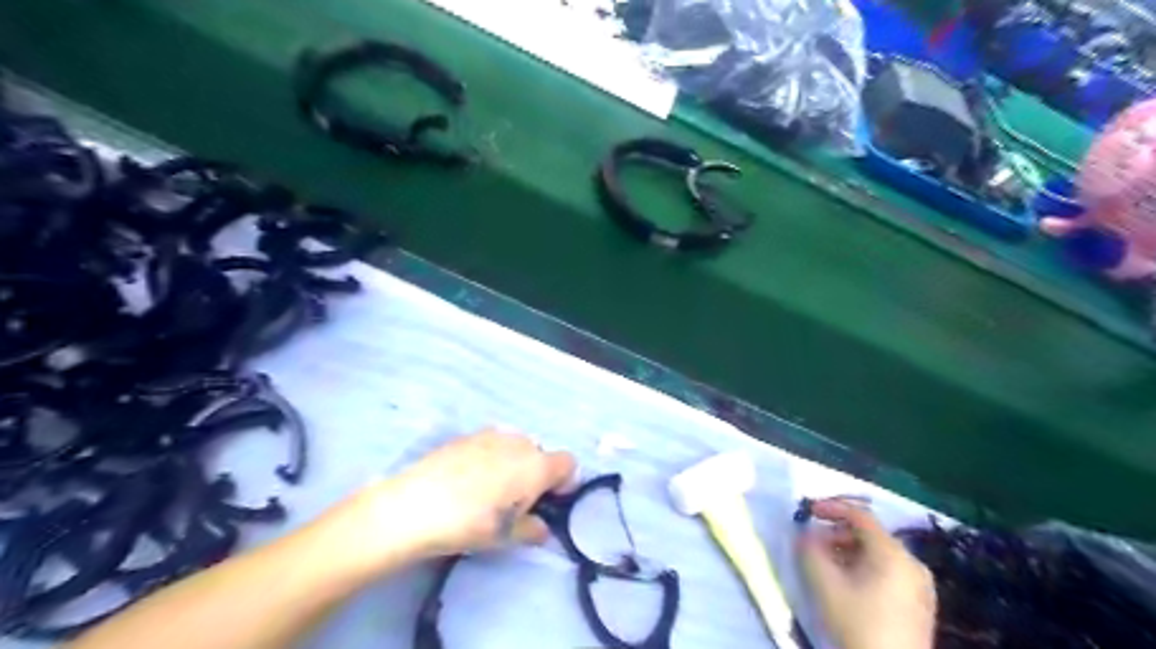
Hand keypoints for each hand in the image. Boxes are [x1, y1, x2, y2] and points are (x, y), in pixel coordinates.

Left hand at [343, 429, 576, 564]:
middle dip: (535, 474)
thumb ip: (533, 529)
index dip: (563, 483)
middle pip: (541, 454)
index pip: (568, 463)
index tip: (546, 502)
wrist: (415, 504)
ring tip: (488, 490)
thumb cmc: (470, 523)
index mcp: (537, 466)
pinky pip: (491, 445)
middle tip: (515, 501)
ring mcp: (492, 435)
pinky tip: (466, 480)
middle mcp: (520, 443)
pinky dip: (489, 459)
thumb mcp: (506, 536)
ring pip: (515, 447)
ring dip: (512, 464)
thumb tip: (541, 528)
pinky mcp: (467, 435)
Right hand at [800, 500, 931, 648]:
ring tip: (827, 567)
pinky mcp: (921, 604)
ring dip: (849, 552)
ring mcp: (921, 585)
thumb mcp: (825, 585)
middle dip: (838, 534)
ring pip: (879, 554)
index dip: (831, 507)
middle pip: (870, 534)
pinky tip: (849, 585)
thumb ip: (809, 550)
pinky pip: (889, 571)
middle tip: (814, 546)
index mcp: (893, 553)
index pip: (860, 515)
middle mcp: (913, 562)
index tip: (808, 512)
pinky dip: (865, 568)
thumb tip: (805, 534)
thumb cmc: (858, 625)